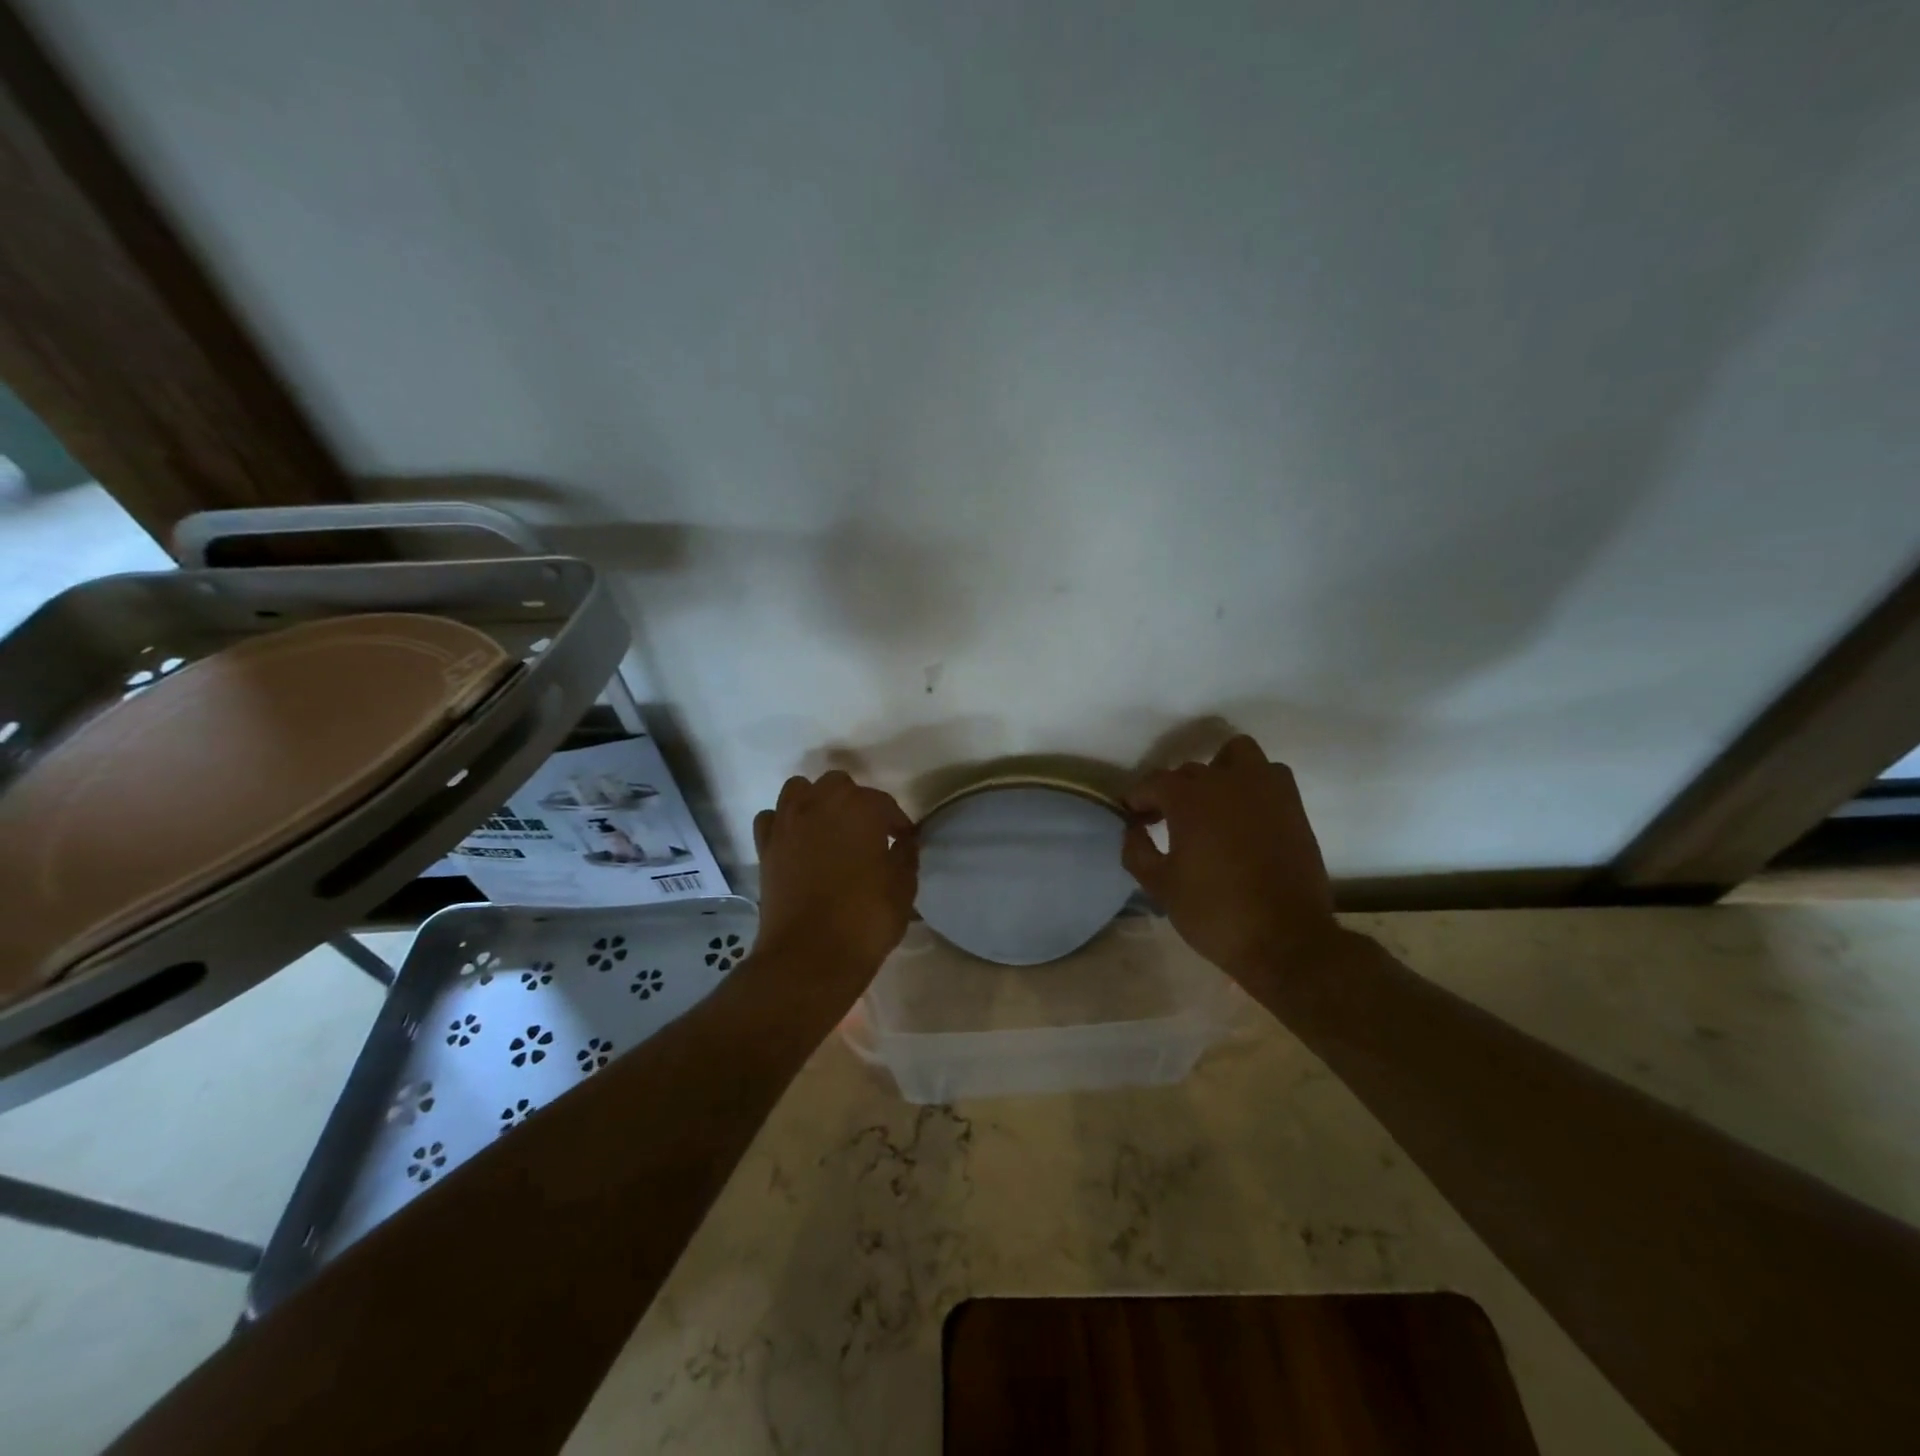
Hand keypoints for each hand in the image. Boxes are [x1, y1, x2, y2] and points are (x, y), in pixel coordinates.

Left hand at [752, 771, 917, 983]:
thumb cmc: (865, 919)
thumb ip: (906, 854)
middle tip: (867, 833)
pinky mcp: (765, 847)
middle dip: (855, 803)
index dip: (897, 823)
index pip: (884, 804)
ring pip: (799, 790)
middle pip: (839, 785)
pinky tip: (797, 843)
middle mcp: (820, 803)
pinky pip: (772, 819)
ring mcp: (787, 823)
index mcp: (860, 808)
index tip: (903, 841)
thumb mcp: (903, 887)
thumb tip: (904, 840)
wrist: (810, 956)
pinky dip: (784, 823)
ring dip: (816, 802)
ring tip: (829, 829)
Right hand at [1121, 735, 1338, 978]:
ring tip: (1212, 803)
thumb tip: (1133, 829)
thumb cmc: (1214, 913)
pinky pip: (1270, 775)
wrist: (1285, 939)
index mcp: (1189, 798)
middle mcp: (1226, 781)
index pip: (1153, 782)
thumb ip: (1137, 851)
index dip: (1138, 799)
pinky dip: (1253, 784)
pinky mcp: (1293, 806)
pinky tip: (1245, 814)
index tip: (1133, 817)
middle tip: (1166, 821)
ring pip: (1237, 755)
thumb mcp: (1160, 886)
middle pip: (1190, 771)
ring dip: (1219, 770)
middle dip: (1174, 791)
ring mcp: (1265, 790)